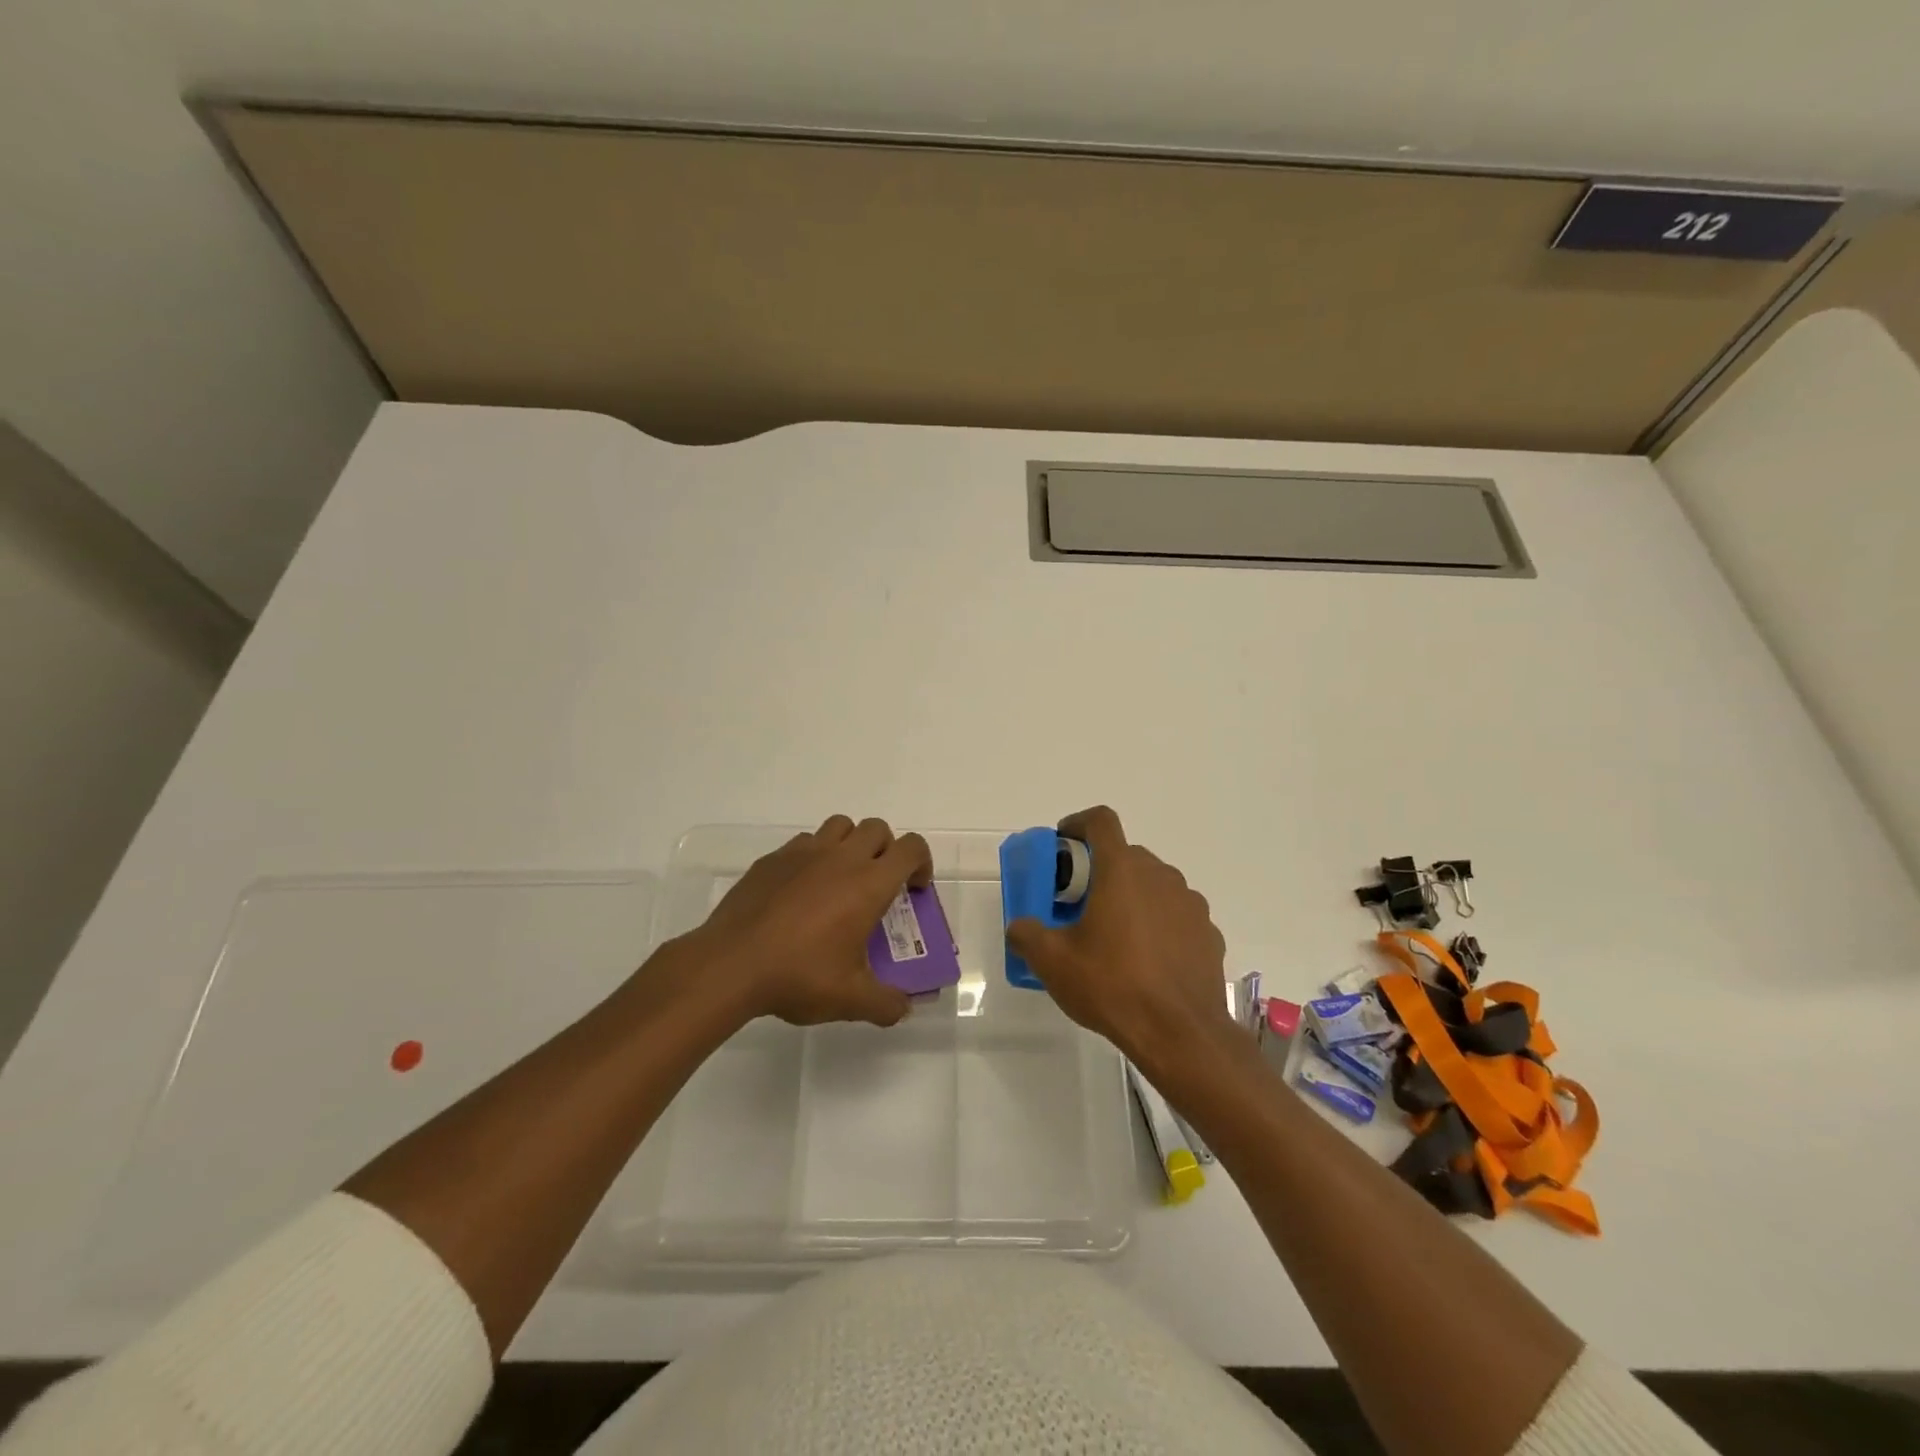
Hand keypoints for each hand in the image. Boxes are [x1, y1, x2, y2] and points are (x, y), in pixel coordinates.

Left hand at [691, 814, 932, 1027]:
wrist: (730, 964)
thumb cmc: (799, 976)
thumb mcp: (851, 1000)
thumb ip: (886, 1003)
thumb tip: (903, 1007)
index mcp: (869, 884)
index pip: (911, 848)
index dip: (921, 863)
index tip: (913, 890)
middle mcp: (841, 858)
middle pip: (877, 828)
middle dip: (886, 850)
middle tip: (878, 886)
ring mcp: (803, 853)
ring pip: (840, 826)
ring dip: (850, 844)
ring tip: (841, 880)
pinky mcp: (772, 859)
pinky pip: (803, 842)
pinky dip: (813, 857)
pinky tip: (801, 891)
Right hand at [1005, 806, 1232, 1071]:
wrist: (1181, 1035)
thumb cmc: (1112, 986)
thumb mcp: (1053, 963)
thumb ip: (1027, 934)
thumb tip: (1019, 926)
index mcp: (1122, 871)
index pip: (1101, 821)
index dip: (1078, 824)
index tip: (1064, 844)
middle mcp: (1160, 876)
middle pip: (1126, 855)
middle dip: (1100, 871)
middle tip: (1079, 903)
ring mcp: (1190, 904)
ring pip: (1154, 884)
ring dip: (1131, 897)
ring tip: (1114, 936)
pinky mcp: (1208, 934)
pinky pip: (1176, 915)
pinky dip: (1158, 924)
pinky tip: (1146, 960)